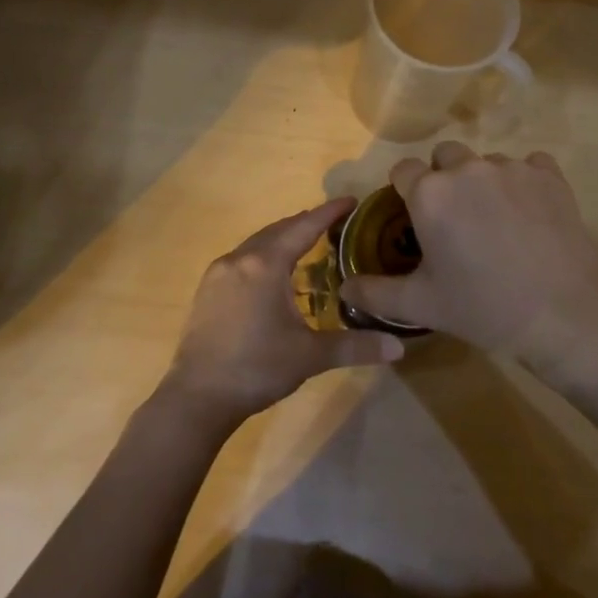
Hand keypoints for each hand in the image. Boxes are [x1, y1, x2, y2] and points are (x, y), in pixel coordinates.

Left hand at [163, 198, 404, 430]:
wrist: (198, 397)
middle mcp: (239, 259)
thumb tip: (399, 348)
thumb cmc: (257, 369)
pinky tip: (273, 275)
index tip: (350, 201)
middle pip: (278, 230)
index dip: (329, 213)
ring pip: (257, 244)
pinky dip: (263, 256)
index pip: (304, 227)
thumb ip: (355, 346)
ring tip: (307, 245)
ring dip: (282, 239)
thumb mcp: (310, 356)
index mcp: (265, 265)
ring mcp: (218, 273)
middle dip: (306, 223)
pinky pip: (242, 259)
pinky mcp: (207, 290)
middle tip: (334, 223)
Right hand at [337, 143, 597, 402]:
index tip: (416, 218)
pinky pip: (529, 164)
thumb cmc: (483, 307)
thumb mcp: (421, 304)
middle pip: (444, 157)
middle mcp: (467, 169)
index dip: (405, 191)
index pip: (403, 170)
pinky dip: (524, 181)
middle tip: (455, 220)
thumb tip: (343, 288)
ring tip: (496, 221)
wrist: (562, 314)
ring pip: (485, 162)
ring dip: (483, 182)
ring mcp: (511, 168)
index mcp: (430, 193)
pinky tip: (529, 212)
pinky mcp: (549, 175)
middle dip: (443, 179)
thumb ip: (374, 293)